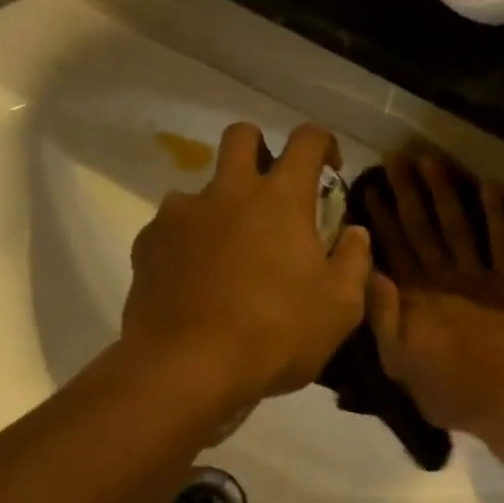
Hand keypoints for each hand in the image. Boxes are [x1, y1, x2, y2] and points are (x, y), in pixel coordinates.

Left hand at [123, 122, 371, 409]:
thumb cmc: (276, 335)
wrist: (189, 367)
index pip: (307, 140)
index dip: (323, 144)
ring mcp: (181, 214)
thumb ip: (353, 262)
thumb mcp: (339, 308)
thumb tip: (355, 233)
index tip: (328, 168)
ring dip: (219, 207)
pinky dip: (187, 243)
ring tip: (227, 254)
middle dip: (260, 150)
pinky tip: (193, 280)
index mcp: (281, 199)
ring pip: (201, 188)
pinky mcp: (148, 243)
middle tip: (271, 193)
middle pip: (241, 136)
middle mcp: (228, 191)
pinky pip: (171, 228)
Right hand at [363, 152, 503, 441]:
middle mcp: (443, 278)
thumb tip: (368, 273)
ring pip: (457, 226)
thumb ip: (382, 318)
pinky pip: (502, 242)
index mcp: (414, 299)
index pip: (392, 249)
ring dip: (444, 192)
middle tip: (396, 156)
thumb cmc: (449, 392)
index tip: (371, 187)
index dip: (381, 217)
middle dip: (407, 192)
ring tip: (430, 159)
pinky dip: (496, 214)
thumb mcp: (398, 365)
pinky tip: (489, 185)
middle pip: (421, 228)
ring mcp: (480, 277)